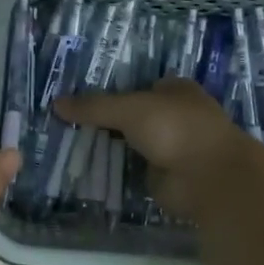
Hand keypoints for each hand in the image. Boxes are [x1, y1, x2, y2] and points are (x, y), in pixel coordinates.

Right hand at [56, 78, 263, 219]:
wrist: (207, 177)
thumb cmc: (174, 128)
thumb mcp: (129, 110)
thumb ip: (94, 107)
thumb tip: (56, 103)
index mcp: (176, 90)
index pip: (140, 86)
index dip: (114, 91)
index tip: (82, 99)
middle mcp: (175, 116)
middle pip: (134, 116)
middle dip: (108, 121)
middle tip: (70, 123)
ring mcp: (172, 148)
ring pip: (133, 143)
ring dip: (111, 147)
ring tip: (71, 145)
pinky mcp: (165, 175)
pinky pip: (133, 169)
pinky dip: (117, 170)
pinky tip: (89, 169)